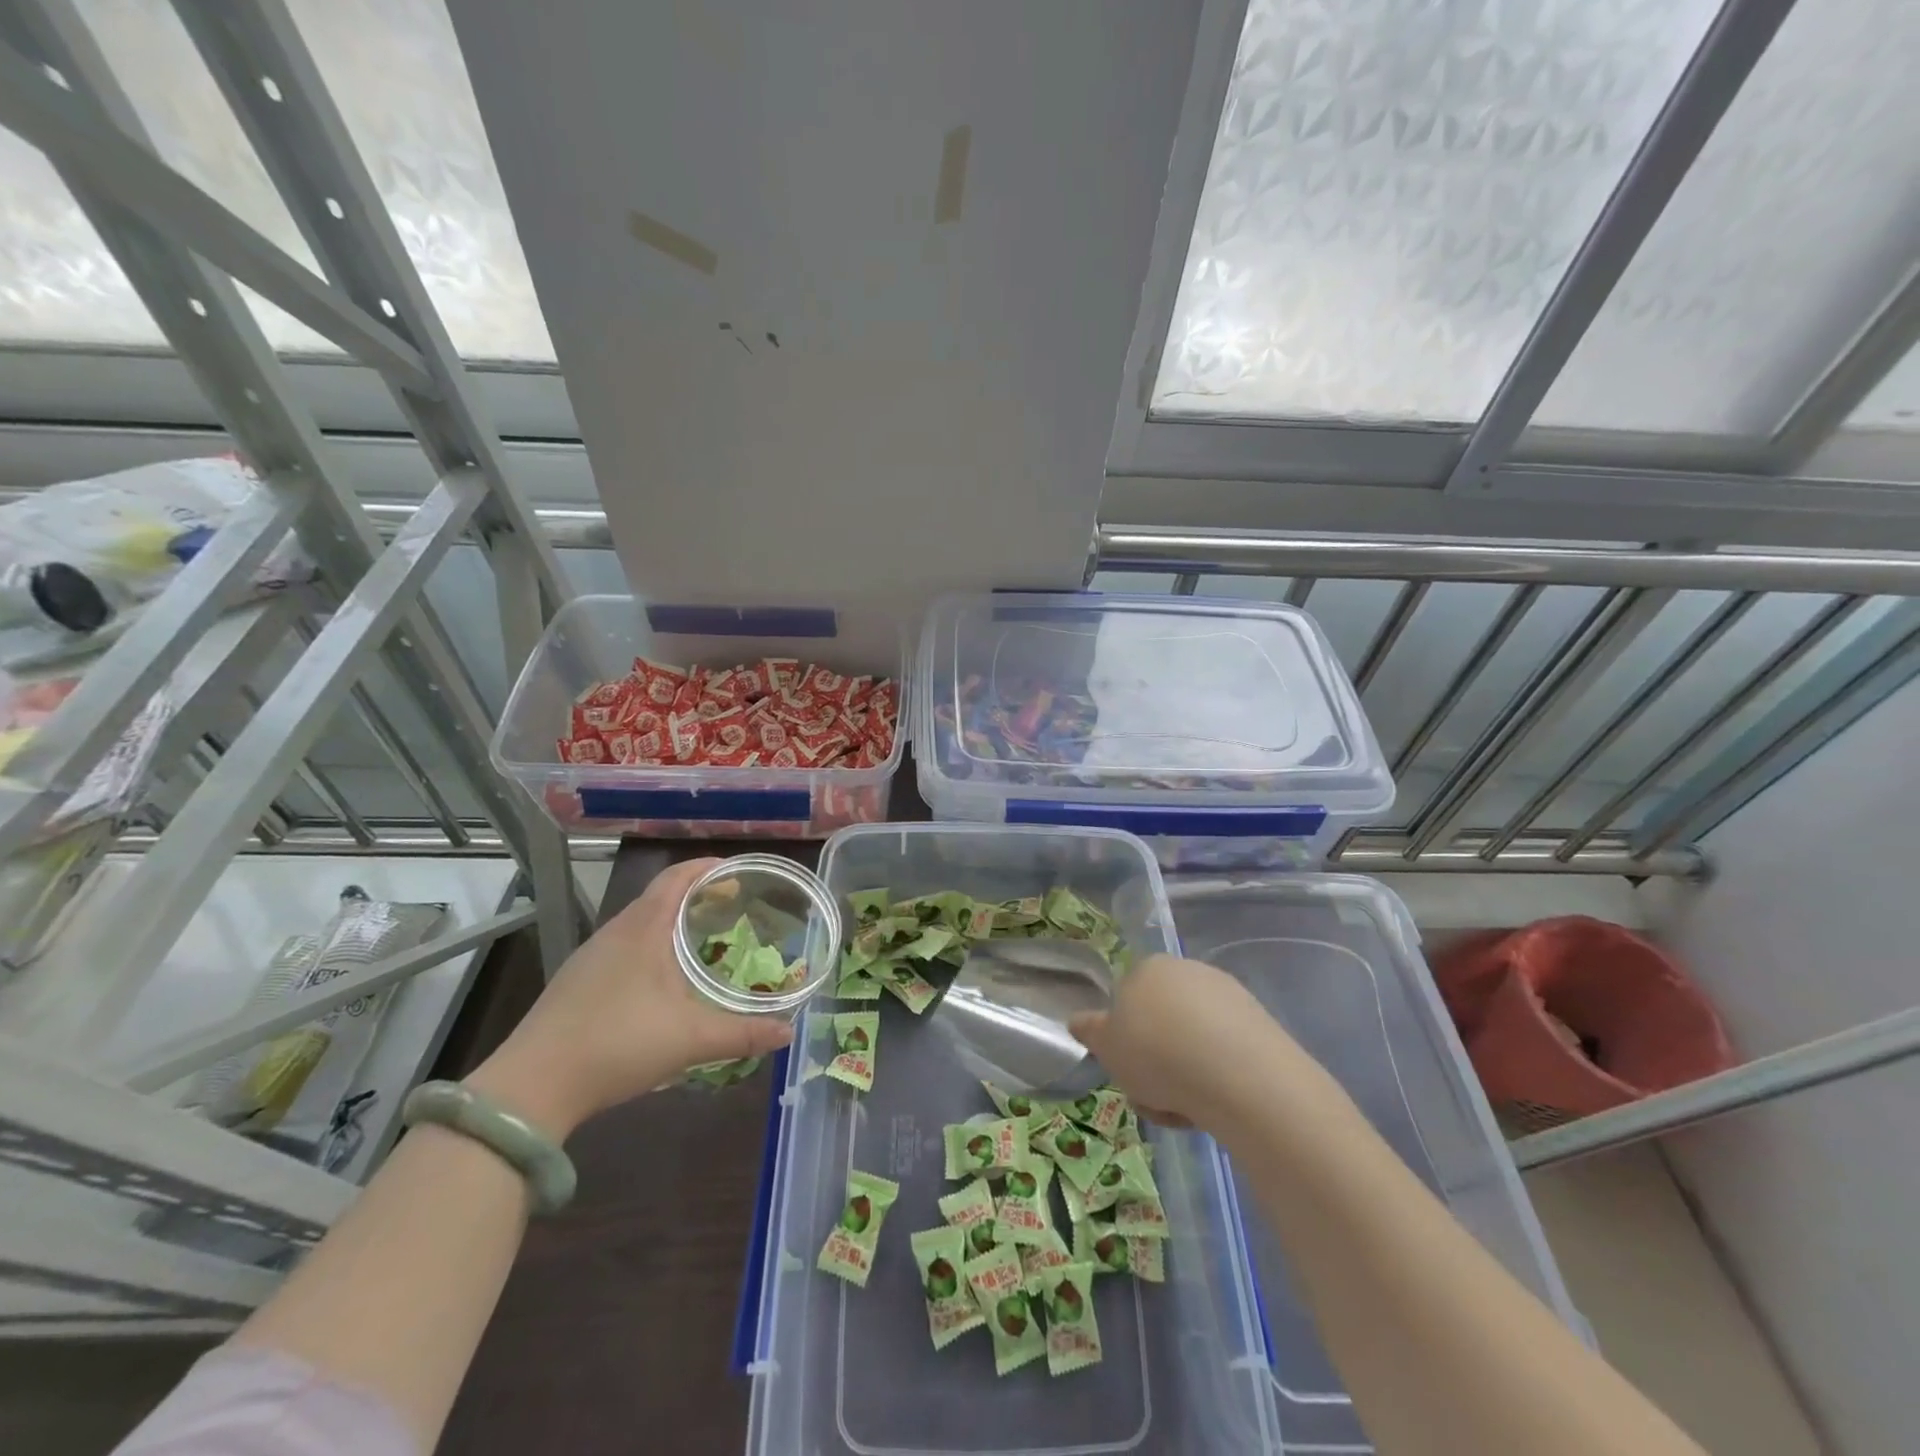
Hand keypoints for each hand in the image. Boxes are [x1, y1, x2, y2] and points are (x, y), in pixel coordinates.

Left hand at [468, 858, 793, 1138]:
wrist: (531, 1087)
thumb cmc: (618, 1043)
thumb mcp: (691, 1039)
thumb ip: (744, 1033)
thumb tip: (788, 1031)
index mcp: (643, 928)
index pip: (678, 877)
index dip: (709, 867)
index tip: (739, 872)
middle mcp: (615, 932)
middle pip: (660, 897)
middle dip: (698, 897)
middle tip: (734, 909)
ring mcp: (590, 958)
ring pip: (640, 925)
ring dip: (672, 924)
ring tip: (704, 942)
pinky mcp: (575, 984)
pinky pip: (623, 949)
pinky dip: (651, 948)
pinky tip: (663, 982)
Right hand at [1069, 953, 1309, 1129]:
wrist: (1237, 1075)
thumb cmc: (1156, 1053)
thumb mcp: (1107, 1047)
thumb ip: (1090, 1031)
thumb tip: (1078, 1020)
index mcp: (1148, 967)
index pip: (1127, 999)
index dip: (1124, 1038)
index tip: (1128, 1070)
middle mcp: (1188, 971)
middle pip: (1162, 1020)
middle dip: (1156, 1058)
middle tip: (1153, 1094)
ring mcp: (1227, 995)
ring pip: (1193, 1040)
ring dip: (1185, 1073)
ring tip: (1185, 1108)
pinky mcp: (1260, 1023)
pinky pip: (1225, 1051)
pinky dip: (1217, 1075)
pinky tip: (1217, 1103)